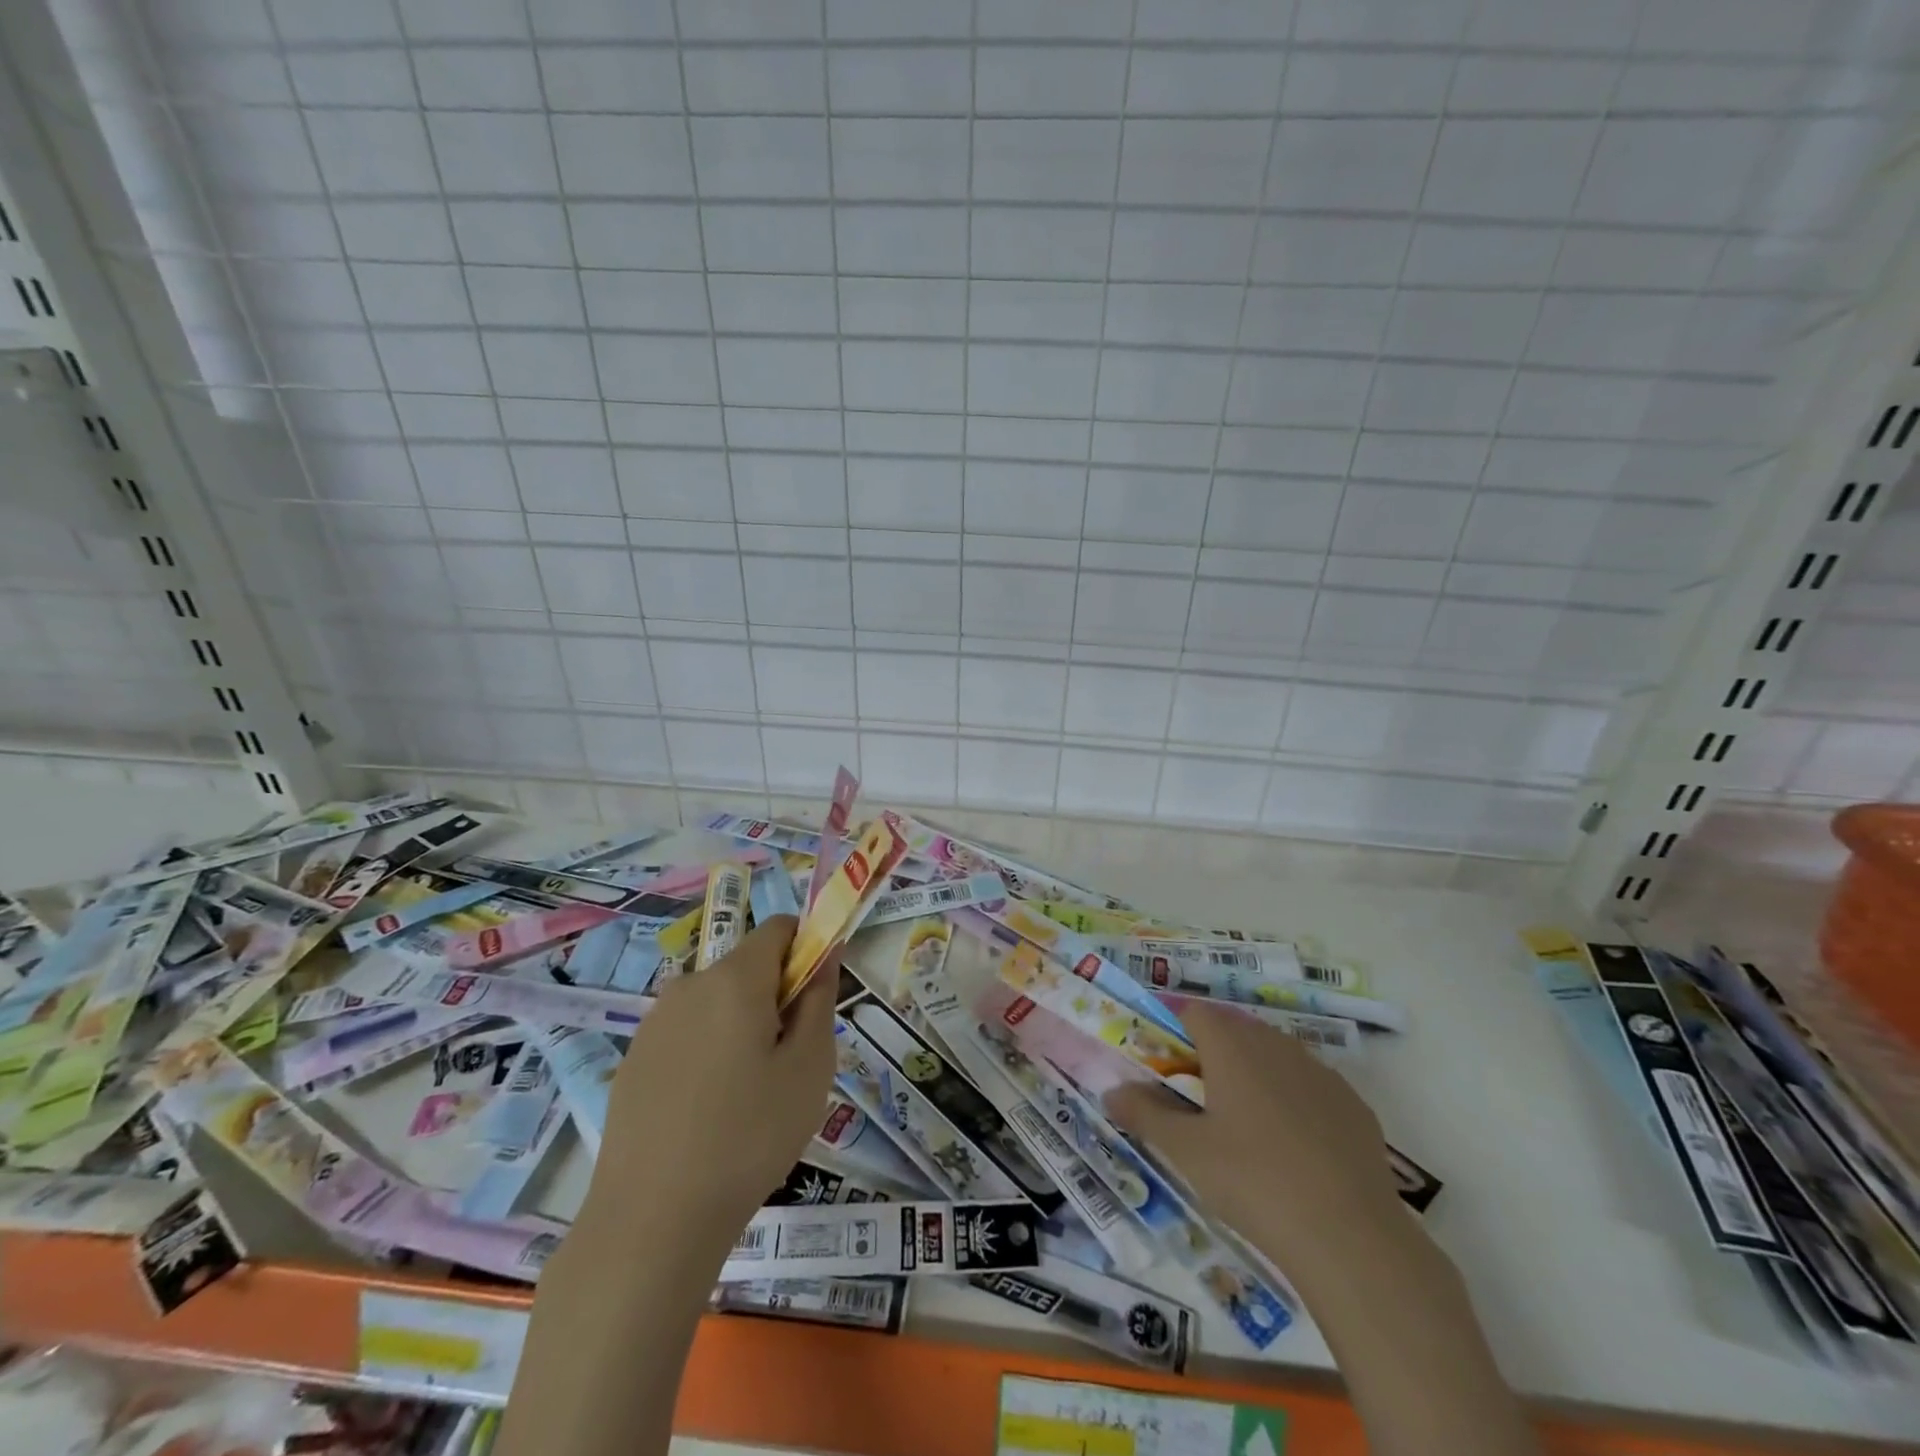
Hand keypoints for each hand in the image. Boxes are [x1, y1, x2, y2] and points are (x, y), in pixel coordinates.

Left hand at [588, 916, 834, 1240]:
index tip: (813, 1003)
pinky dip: (707, 1053)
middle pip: (746, 967)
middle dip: (774, 997)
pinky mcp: (633, 1060)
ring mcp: (654, 1023)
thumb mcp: (809, 1067)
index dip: (806, 951)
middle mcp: (689, 985)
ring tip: (747, 1096)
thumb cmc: (749, 1136)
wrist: (651, 1221)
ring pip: (716, 1003)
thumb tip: (826, 953)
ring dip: (740, 1027)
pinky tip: (706, 1114)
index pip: (779, 928)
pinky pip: (686, 1035)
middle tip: (787, 1062)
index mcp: (734, 978)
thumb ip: (820, 999)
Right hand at [1104, 1003, 1404, 1279]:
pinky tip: (1292, 1149)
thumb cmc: (1252, 1181)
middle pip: (1234, 1030)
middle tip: (1195, 1098)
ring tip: (1241, 1125)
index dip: (1173, 1030)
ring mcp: (1321, 1073)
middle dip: (1210, 1053)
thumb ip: (1145, 1113)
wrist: (1350, 1237)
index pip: (1194, 1012)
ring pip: (1274, 1057)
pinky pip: (1311, 1088)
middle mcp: (1276, 1045)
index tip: (1162, 1065)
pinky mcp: (1354, 1107)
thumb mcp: (1185, 1151)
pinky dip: (1293, 1102)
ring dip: (1252, 1075)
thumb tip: (1111, 1091)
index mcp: (1232, 1045)